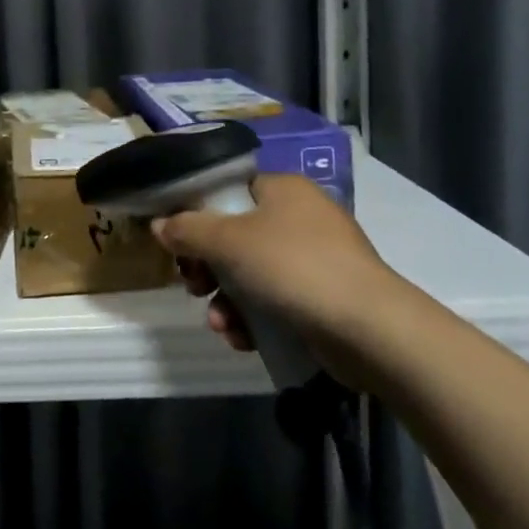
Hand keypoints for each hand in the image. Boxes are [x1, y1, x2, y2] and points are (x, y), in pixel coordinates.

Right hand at [152, 174, 418, 381]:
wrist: (369, 329)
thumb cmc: (293, 267)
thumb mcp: (228, 242)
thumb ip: (188, 229)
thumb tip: (159, 225)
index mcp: (282, 189)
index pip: (227, 190)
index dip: (196, 213)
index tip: (176, 242)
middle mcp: (299, 217)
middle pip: (234, 235)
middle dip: (207, 267)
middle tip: (193, 285)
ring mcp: (315, 258)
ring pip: (250, 273)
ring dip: (226, 300)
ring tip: (220, 324)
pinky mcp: (322, 298)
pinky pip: (273, 301)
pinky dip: (253, 318)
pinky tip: (242, 339)